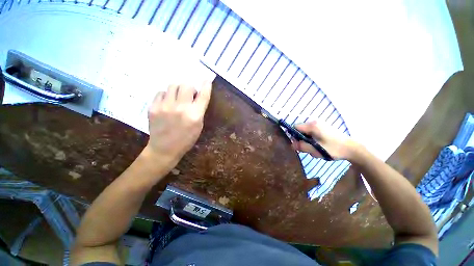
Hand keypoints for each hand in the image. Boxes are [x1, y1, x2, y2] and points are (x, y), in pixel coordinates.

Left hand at [146, 82, 211, 162]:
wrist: (164, 149)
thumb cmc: (186, 139)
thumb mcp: (198, 126)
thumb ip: (199, 110)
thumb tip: (197, 96)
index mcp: (195, 116)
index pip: (203, 96)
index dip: (207, 86)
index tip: (207, 80)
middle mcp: (181, 108)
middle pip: (186, 85)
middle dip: (190, 88)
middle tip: (189, 95)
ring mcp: (165, 107)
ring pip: (173, 85)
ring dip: (178, 90)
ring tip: (177, 98)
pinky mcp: (153, 108)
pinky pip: (161, 92)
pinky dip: (166, 95)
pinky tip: (167, 103)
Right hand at [291, 120, 358, 160]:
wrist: (352, 148)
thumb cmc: (333, 148)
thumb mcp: (315, 149)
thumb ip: (302, 146)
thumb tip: (291, 145)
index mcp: (312, 126)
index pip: (295, 127)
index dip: (294, 136)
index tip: (298, 145)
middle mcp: (315, 123)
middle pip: (300, 130)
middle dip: (302, 140)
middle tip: (308, 149)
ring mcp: (320, 125)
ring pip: (306, 133)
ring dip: (308, 141)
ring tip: (315, 149)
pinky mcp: (323, 128)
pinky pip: (312, 133)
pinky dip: (313, 140)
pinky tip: (319, 146)